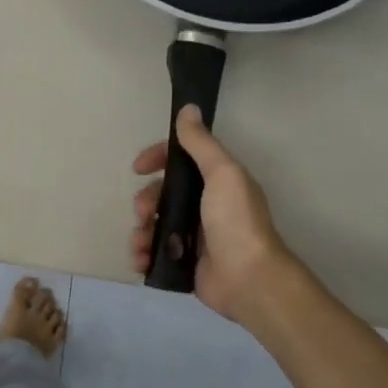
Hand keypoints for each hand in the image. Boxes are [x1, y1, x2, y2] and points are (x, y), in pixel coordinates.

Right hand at [130, 105, 293, 322]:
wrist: (248, 278)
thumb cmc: (235, 221)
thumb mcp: (222, 173)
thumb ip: (201, 143)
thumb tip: (188, 108)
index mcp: (216, 182)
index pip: (180, 161)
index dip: (158, 158)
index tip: (139, 168)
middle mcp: (204, 206)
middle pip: (161, 194)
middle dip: (145, 201)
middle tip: (144, 214)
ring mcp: (193, 236)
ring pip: (154, 224)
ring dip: (140, 231)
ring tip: (140, 244)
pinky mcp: (184, 262)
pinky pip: (154, 253)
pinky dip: (143, 255)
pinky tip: (141, 261)